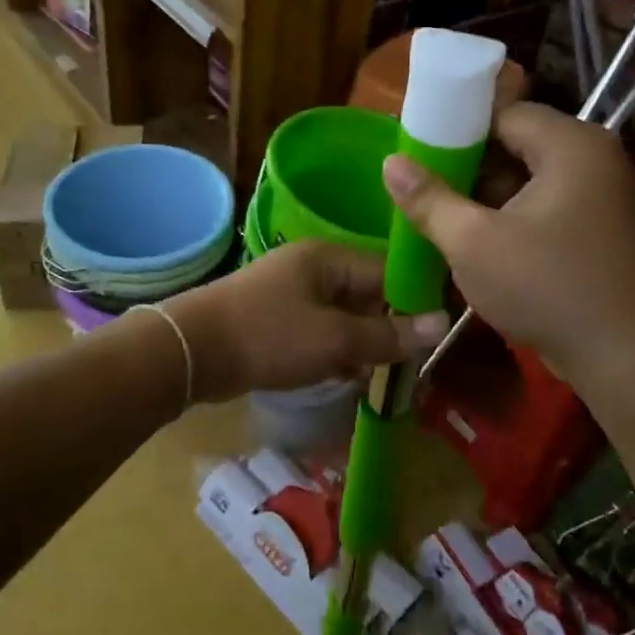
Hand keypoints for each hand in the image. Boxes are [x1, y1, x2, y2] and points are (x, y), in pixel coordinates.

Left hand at [164, 242, 448, 403]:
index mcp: (329, 258)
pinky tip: (347, 377)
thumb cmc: (268, 336)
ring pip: (344, 316)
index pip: (388, 271)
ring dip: (362, 344)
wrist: (191, 351)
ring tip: (385, 376)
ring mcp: (291, 292)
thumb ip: (388, 334)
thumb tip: (443, 322)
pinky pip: (319, 330)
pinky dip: (335, 350)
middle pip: (367, 294)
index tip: (438, 336)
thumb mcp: (335, 338)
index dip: (415, 301)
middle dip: (389, 329)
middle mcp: (312, 267)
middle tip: (413, 365)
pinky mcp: (276, 318)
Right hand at [382, 102, 634, 382]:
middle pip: (515, 144)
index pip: (502, 111)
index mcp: (569, 145)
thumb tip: (391, 162)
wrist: (629, 360)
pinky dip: (509, 218)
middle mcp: (591, 159)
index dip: (454, 128)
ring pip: (527, 180)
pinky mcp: (596, 231)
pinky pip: (543, 208)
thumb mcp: (473, 243)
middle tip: (421, 186)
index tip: (416, 150)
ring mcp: (598, 197)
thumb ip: (428, 199)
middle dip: (467, 166)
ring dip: (485, 196)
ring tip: (437, 213)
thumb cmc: (548, 287)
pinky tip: (473, 239)